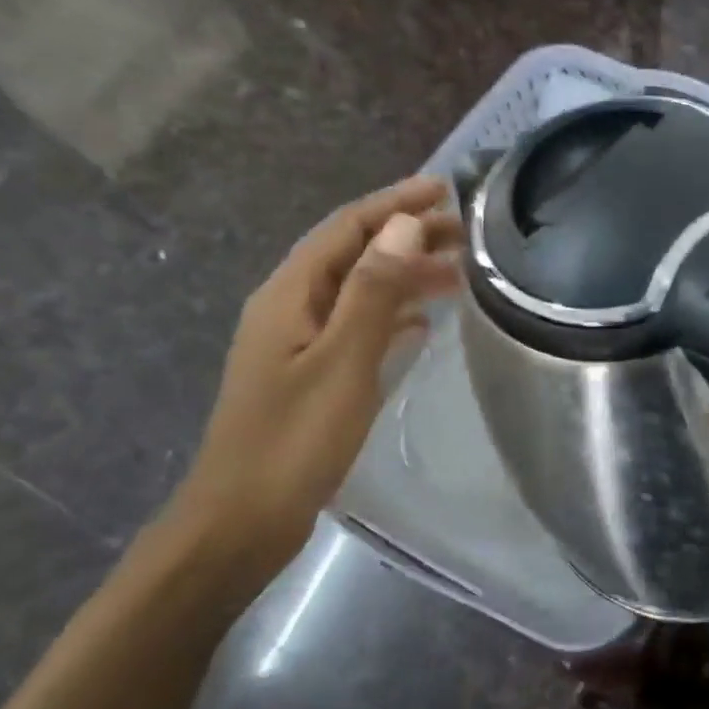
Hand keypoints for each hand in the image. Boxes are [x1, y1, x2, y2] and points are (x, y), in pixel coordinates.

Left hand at [166, 179, 461, 593]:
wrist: (242, 520)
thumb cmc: (294, 439)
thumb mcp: (342, 361)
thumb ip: (374, 291)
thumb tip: (405, 226)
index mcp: (290, 295)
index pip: (347, 229)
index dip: (396, 204)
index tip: (446, 189)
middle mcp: (291, 307)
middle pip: (354, 254)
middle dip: (408, 237)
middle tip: (467, 235)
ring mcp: (299, 342)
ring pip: (360, 289)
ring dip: (406, 275)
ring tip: (458, 275)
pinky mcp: (311, 372)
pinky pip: (359, 324)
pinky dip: (393, 314)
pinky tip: (422, 323)